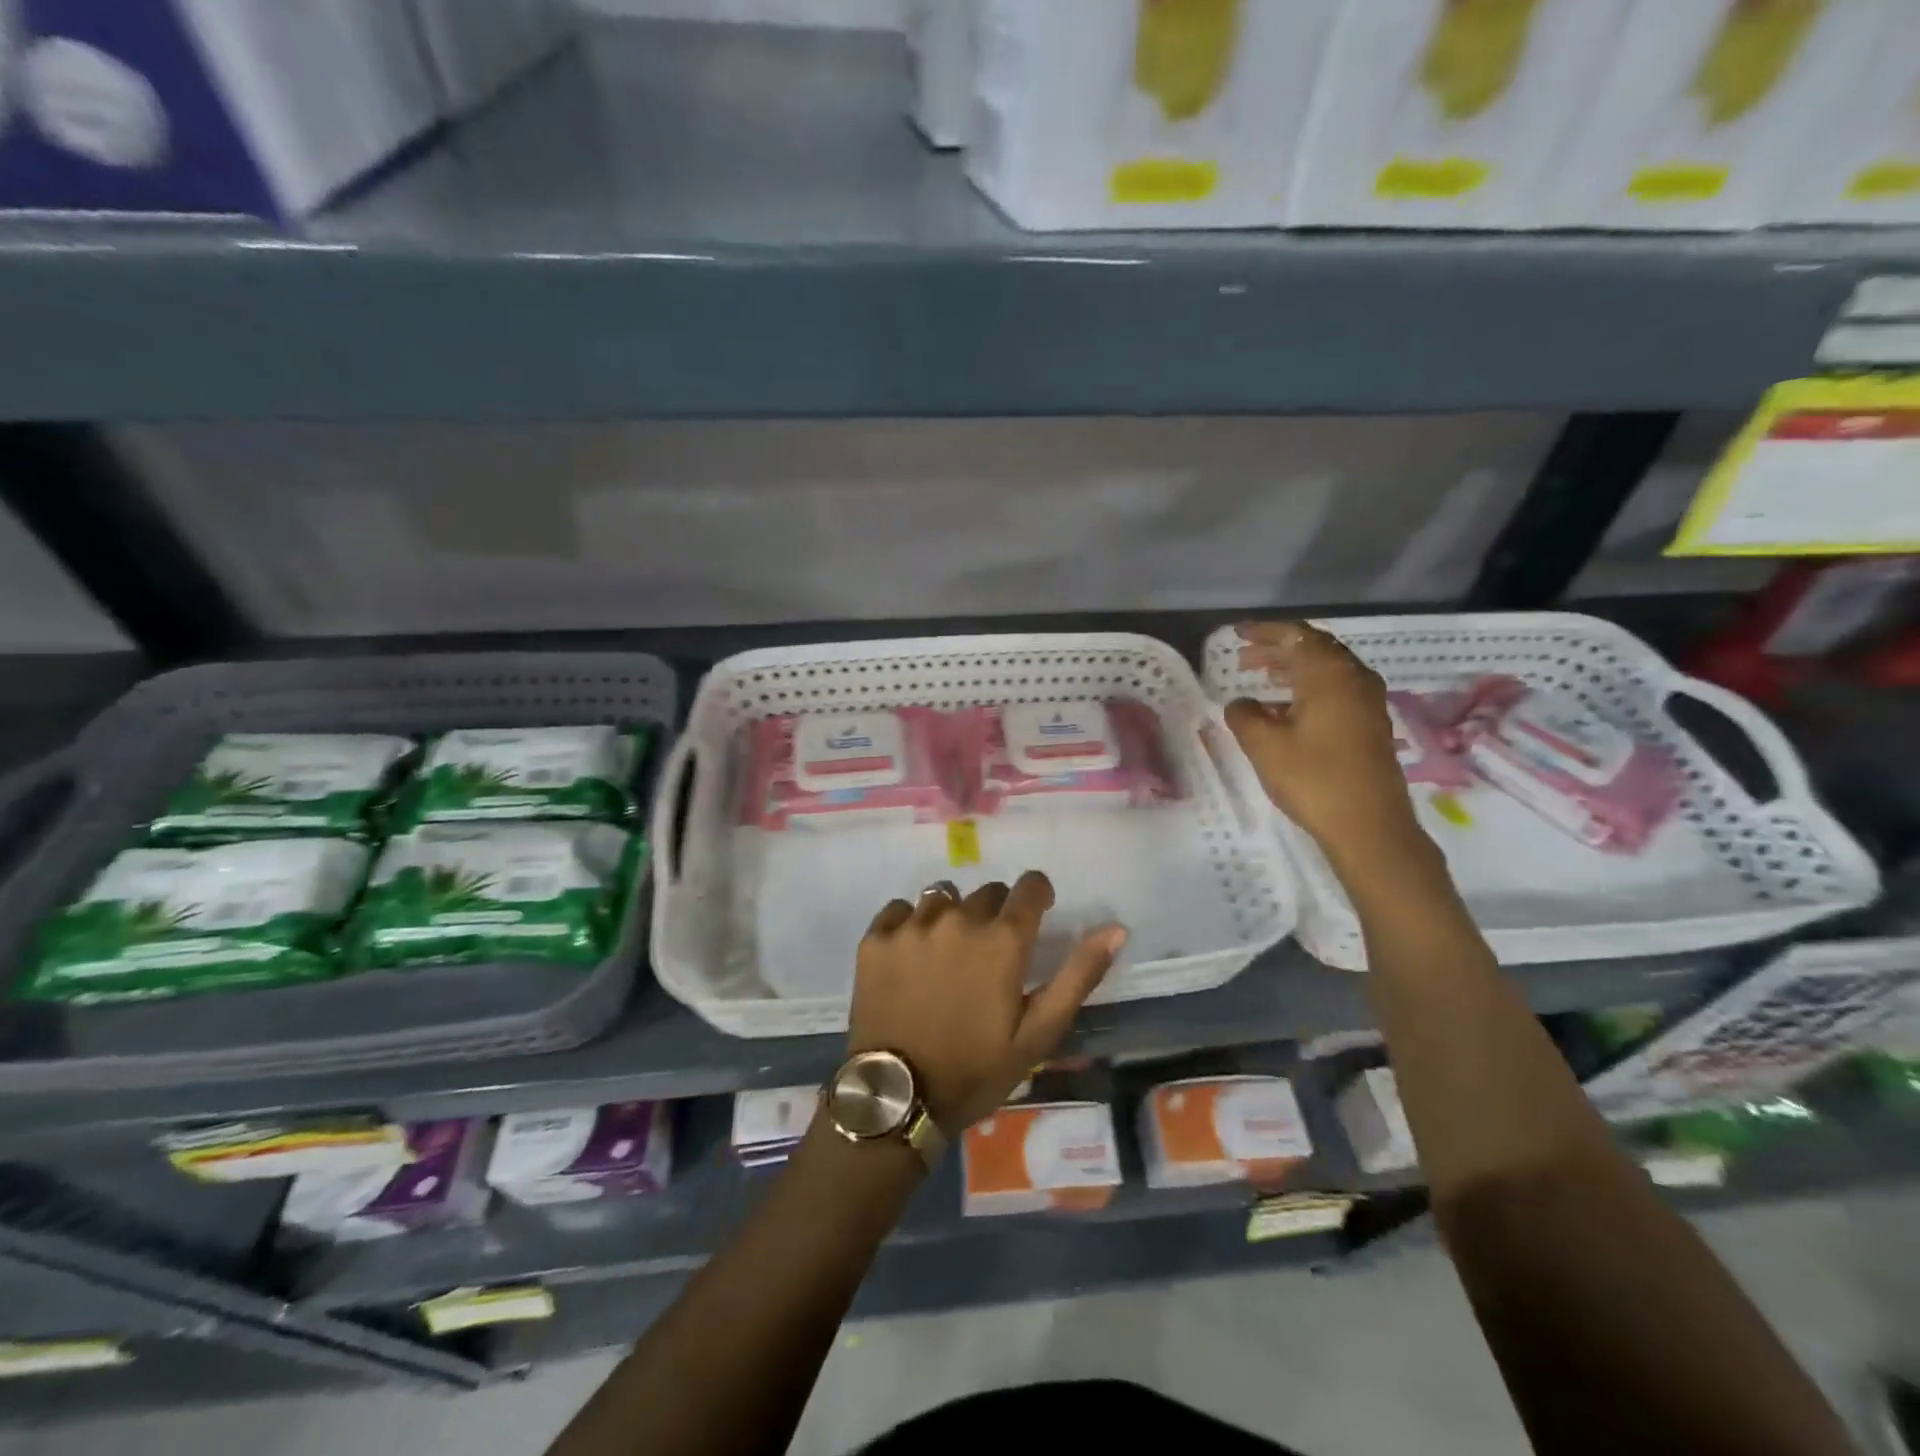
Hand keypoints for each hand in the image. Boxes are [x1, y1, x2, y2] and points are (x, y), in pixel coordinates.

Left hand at [850, 871, 1126, 1132]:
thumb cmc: (976, 1069)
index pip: (1030, 886)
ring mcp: (912, 925)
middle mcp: (958, 918)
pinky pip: (900, 909)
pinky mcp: (876, 938)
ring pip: (942, 897)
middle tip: (990, 953)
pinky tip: (910, 955)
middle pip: (987, 893)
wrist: (898, 1097)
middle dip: (996, 913)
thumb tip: (1116, 928)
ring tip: (948, 954)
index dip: (1037, 895)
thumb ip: (1079, 975)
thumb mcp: (1038, 1032)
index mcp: (1003, 939)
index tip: (1036, 913)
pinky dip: (910, 924)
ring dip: (952, 916)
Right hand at [1224, 622, 1426, 869]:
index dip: (1265, 632)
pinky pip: (1336, 691)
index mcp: (1330, 675)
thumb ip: (1245, 716)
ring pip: (1327, 671)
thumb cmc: (1313, 779)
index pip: (1296, 636)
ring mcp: (1367, 703)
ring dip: (1293, 669)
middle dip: (1278, 649)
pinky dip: (1308, 688)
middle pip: (1315, 649)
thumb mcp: (1265, 746)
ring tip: (1262, 678)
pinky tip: (1286, 710)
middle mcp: (1354, 679)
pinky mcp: (1370, 725)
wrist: (1369, 827)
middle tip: (1244, 658)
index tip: (1237, 634)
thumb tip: (1240, 703)